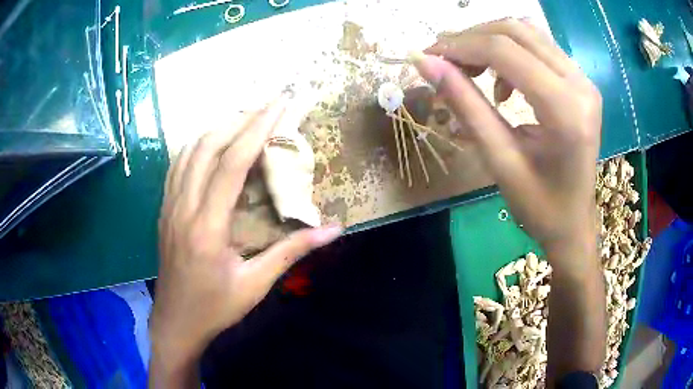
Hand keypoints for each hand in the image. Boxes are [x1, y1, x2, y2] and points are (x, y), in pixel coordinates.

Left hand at [150, 94, 341, 386]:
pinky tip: (211, 144)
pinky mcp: (164, 210)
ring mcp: (169, 206)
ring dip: (217, 129)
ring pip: (189, 151)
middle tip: (267, 108)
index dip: (257, 128)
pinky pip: (177, 165)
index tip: (279, 104)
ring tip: (244, 121)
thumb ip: (292, 252)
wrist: (176, 322)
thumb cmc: (215, 308)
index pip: (232, 162)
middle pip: (208, 146)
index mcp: (208, 226)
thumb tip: (333, 230)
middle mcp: (184, 207)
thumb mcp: (256, 284)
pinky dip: (197, 146)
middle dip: (240, 119)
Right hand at [411, 18, 601, 251]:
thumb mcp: (499, 160)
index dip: (460, 46)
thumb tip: (425, 63)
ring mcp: (584, 81)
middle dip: (473, 38)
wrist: (574, 224)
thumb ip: (464, 105)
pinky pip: (540, 48)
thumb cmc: (539, 206)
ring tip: (470, 68)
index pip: (505, 51)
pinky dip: (511, 52)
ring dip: (491, 41)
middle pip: (517, 31)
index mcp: (566, 110)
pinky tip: (502, 83)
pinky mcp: (581, 83)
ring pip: (528, 33)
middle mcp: (580, 85)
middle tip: (445, 61)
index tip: (427, 56)